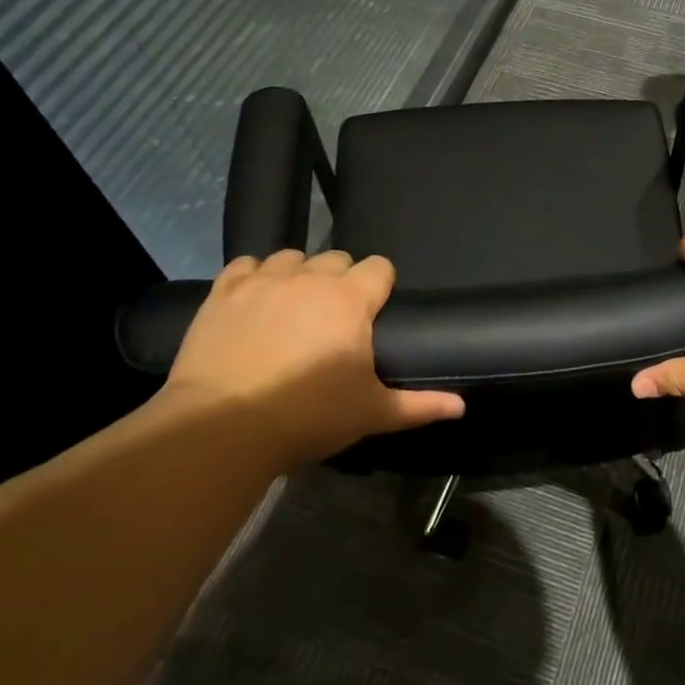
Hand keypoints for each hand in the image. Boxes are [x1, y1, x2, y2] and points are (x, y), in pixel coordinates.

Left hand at [161, 250, 463, 464]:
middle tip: (334, 319)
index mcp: (351, 299)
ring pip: (291, 257)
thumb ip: (420, 405)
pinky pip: (246, 265)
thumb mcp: (371, 413)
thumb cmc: (308, 416)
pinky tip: (254, 302)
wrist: (223, 427)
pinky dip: (254, 277)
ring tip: (293, 308)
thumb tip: (461, 407)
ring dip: (298, 275)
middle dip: (341, 281)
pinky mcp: (224, 291)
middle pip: (337, 258)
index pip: (379, 267)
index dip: (381, 286)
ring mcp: (264, 280)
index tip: (374, 312)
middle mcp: (310, 277)